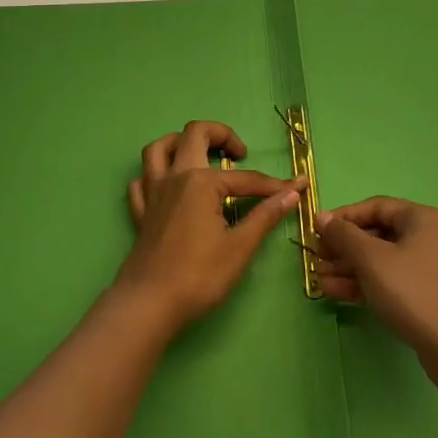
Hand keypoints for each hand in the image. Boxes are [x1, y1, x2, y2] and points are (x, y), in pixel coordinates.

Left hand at [118, 121, 304, 332]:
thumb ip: (265, 215)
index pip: (245, 178)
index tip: (296, 187)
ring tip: (201, 155)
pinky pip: (142, 180)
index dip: (273, 184)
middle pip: (194, 134)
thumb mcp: (240, 247)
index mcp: (201, 182)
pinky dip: (155, 175)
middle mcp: (175, 177)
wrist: (150, 303)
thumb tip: (292, 193)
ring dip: (180, 142)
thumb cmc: (199, 275)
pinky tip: (169, 186)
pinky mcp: (141, 212)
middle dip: (221, 135)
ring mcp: (153, 193)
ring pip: (159, 149)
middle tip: (239, 154)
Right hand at [314, 197, 437, 384]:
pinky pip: (395, 280)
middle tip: (317, 259)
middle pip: (380, 235)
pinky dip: (368, 284)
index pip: (376, 207)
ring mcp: (435, 269)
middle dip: (344, 248)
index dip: (344, 217)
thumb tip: (322, 217)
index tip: (317, 231)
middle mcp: (433, 237)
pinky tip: (338, 292)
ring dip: (351, 268)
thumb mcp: (371, 260)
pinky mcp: (433, 295)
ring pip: (385, 261)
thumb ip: (343, 235)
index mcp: (424, 219)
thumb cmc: (413, 293)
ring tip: (319, 279)